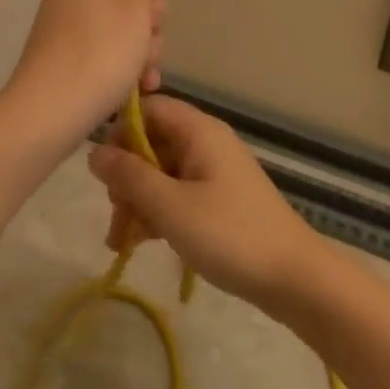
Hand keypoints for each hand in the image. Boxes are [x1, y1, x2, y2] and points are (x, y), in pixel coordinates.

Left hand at [4, 0, 171, 149]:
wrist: (46, 118)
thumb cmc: (96, 58)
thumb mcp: (130, 11)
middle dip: (149, 10)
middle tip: (152, 32)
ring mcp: (69, 28)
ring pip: (121, 22)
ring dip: (143, 44)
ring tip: (146, 72)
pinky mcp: (69, 58)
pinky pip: (107, 49)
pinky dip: (126, 64)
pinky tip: (140, 87)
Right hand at [86, 95, 328, 309]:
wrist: (295, 279)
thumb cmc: (230, 235)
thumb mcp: (170, 206)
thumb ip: (129, 176)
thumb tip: (94, 152)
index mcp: (198, 131)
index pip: (147, 109)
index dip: (120, 133)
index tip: (105, 171)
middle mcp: (205, 142)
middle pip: (151, 144)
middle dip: (126, 178)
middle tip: (116, 215)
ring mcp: (213, 172)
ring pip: (160, 173)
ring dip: (138, 202)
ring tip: (122, 242)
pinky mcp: (218, 199)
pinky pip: (177, 194)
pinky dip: (158, 213)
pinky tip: (142, 244)